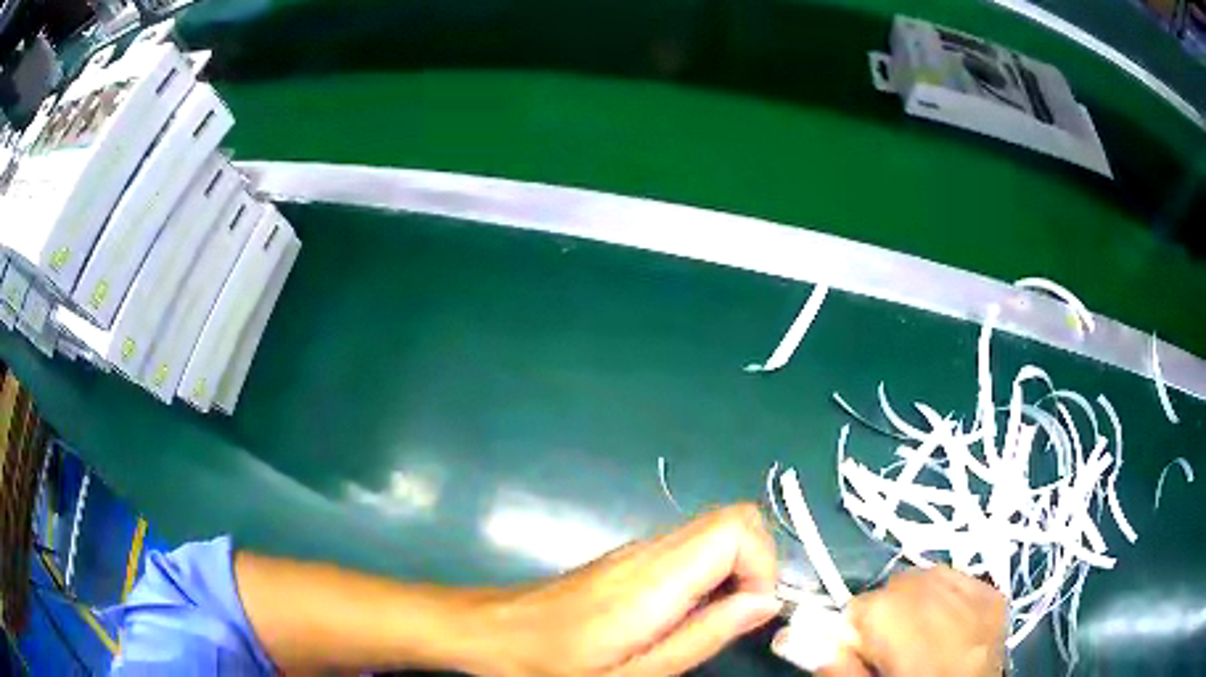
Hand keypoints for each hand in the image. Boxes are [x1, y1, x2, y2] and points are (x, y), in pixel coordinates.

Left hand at [476, 504, 782, 675]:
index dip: (763, 565)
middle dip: (757, 563)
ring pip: (714, 529)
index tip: (750, 612)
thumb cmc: (558, 664)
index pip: (736, 527)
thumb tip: (764, 603)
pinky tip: (685, 613)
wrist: (495, 633)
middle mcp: (649, 550)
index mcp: (654, 580)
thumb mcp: (637, 673)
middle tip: (739, 615)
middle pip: (733, 518)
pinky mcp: (629, 558)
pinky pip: (690, 547)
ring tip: (713, 620)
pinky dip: (711, 570)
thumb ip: (705, 636)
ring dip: (736, 568)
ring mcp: (636, 549)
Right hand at [811, 566, 1006, 676]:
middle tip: (887, 648)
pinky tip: (944, 625)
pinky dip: (943, 595)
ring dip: (913, 599)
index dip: (854, 631)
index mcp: (915, 637)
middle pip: (897, 583)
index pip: (864, 604)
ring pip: (927, 575)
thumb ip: (838, 666)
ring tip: (917, 636)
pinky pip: (958, 577)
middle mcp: (952, 605)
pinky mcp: (996, 596)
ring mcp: (981, 595)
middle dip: (884, 611)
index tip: (859, 653)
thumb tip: (802, 638)